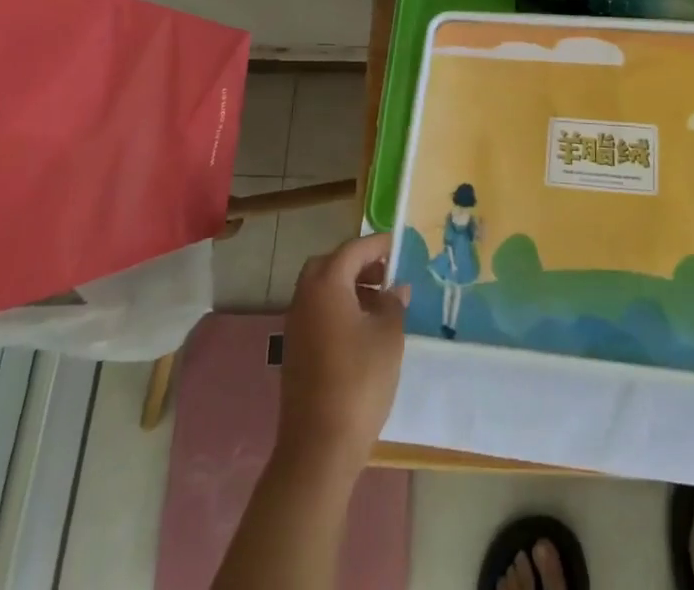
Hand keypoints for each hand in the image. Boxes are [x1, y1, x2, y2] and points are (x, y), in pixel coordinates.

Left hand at [275, 234, 410, 475]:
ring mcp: (296, 326)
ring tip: (379, 302)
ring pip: (320, 289)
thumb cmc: (359, 382)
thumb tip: (395, 289)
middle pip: (329, 265)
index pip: (353, 250)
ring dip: (347, 286)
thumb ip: (393, 304)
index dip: (377, 245)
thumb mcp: (388, 336)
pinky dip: (337, 307)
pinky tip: (361, 330)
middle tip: (385, 273)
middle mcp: (305, 298)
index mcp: (327, 285)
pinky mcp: (295, 351)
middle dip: (357, 263)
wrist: (319, 447)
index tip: (398, 245)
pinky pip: (317, 312)